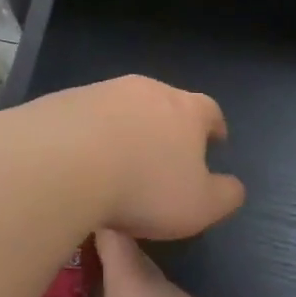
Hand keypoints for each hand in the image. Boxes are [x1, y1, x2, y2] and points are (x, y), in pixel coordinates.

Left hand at [0, 76, 245, 241]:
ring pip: (124, 107)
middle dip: (168, 126)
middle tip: (164, 154)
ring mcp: (103, 91)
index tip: (214, 141)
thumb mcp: (199, 206)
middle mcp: (147, 90)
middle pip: (166, 103)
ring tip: (119, 161)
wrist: (62, 162)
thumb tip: (233, 186)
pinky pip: (86, 117)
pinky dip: (90, 134)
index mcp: (186, 110)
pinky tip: (81, 161)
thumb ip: (225, 195)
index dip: (213, 127)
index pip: (209, 111)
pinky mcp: (65, 100)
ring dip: (127, 128)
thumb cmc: (143, 187)